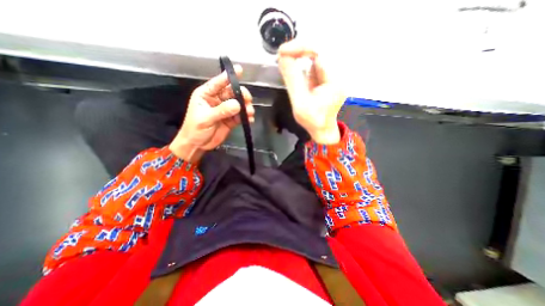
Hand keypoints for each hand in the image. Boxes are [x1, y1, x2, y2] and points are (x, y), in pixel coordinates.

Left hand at [170, 65, 254, 162]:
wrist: (197, 145)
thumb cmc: (195, 129)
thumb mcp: (206, 118)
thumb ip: (221, 111)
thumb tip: (237, 104)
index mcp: (206, 95)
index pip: (218, 83)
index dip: (228, 77)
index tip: (240, 70)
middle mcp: (217, 100)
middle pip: (232, 93)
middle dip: (241, 95)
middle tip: (248, 100)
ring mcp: (225, 110)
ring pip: (239, 104)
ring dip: (246, 107)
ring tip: (250, 112)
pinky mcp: (231, 120)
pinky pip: (241, 116)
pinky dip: (246, 117)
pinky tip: (249, 120)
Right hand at [278, 40, 341, 144]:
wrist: (322, 129)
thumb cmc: (313, 120)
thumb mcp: (300, 102)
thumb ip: (292, 80)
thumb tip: (283, 58)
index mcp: (335, 80)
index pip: (320, 52)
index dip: (301, 48)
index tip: (282, 52)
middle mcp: (338, 73)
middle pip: (320, 49)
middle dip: (300, 50)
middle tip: (283, 55)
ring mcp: (334, 74)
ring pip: (317, 54)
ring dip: (301, 54)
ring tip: (286, 58)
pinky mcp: (327, 76)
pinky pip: (315, 62)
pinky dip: (303, 61)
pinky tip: (294, 63)